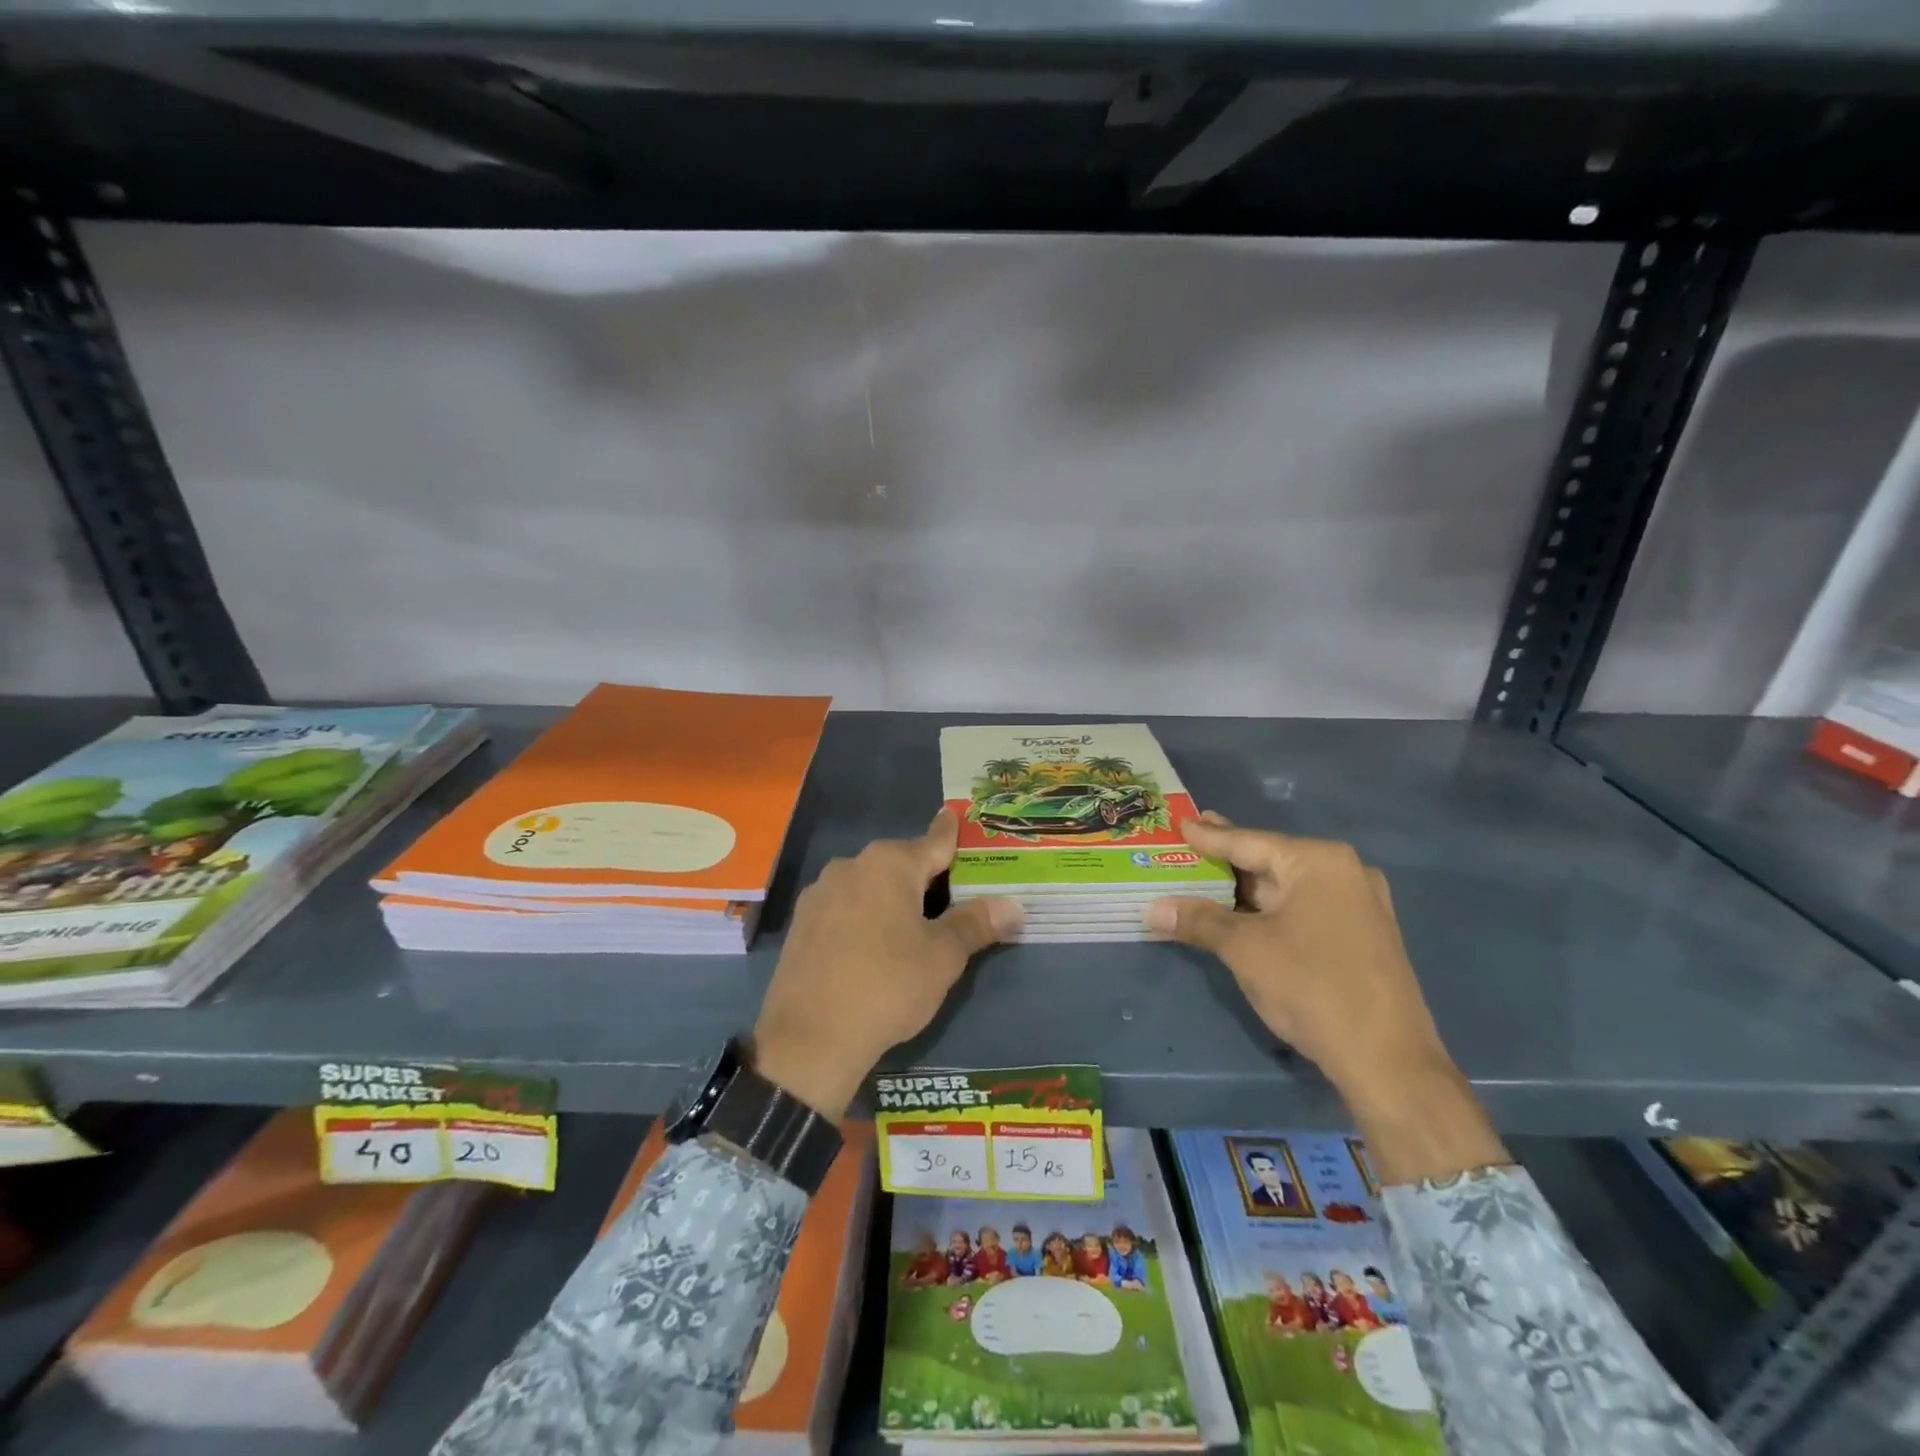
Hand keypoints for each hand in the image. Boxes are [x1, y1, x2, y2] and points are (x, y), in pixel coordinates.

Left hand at [752, 809, 1021, 1120]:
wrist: (809, 1038)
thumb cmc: (888, 985)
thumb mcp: (943, 957)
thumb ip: (977, 924)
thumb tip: (1014, 905)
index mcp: (890, 863)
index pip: (934, 840)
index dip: (952, 833)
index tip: (957, 817)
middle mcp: (852, 865)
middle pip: (901, 863)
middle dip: (926, 876)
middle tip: (953, 897)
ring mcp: (821, 893)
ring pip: (870, 885)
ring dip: (892, 897)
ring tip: (913, 927)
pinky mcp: (801, 922)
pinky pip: (845, 907)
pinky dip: (865, 916)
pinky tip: (872, 946)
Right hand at [1145, 813, 1506, 1184]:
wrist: (1387, 1060)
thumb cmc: (1311, 986)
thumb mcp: (1244, 949)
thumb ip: (1198, 920)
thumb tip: (1152, 909)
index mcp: (1318, 862)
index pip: (1248, 842)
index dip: (1208, 835)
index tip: (1180, 821)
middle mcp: (1344, 872)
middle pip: (1269, 861)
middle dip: (1226, 861)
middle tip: (1188, 843)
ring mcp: (1358, 905)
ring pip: (1286, 889)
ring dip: (1244, 890)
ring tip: (1205, 878)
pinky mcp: (1361, 936)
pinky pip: (1303, 909)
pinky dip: (1268, 911)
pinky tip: (1241, 914)